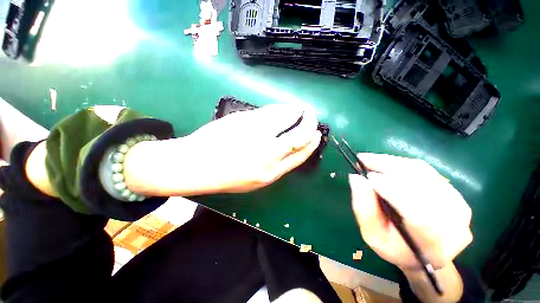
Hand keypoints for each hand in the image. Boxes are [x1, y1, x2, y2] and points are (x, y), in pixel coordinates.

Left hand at [124, 105, 321, 195]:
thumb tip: (287, 146)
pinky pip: (270, 111)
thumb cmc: (225, 176)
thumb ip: (273, 164)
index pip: (301, 155)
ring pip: (286, 118)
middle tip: (311, 117)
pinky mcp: (246, 120)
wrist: (195, 166)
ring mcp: (257, 135)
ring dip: (295, 112)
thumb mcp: (255, 179)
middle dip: (310, 124)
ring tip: (297, 110)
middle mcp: (268, 155)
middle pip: (299, 136)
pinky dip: (280, 108)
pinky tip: (281, 109)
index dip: (312, 143)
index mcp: (271, 173)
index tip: (317, 134)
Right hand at [348, 153, 472, 270]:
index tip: (367, 176)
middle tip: (362, 160)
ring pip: (423, 173)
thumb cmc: (394, 247)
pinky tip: (385, 165)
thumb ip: (364, 208)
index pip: (418, 213)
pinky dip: (401, 164)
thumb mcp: (372, 234)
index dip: (392, 190)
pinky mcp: (455, 193)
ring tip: (370, 160)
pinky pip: (425, 170)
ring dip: (392, 163)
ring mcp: (458, 206)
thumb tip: (356, 178)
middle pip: (421, 185)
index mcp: (432, 245)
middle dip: (388, 168)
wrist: (424, 252)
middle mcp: (454, 224)